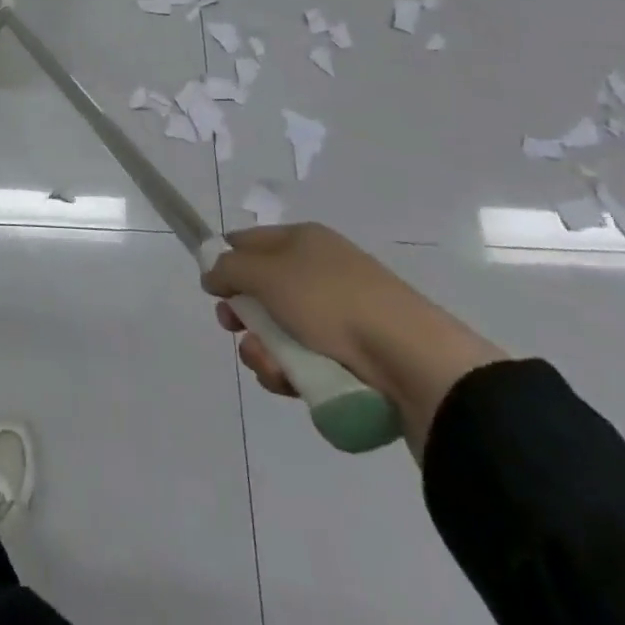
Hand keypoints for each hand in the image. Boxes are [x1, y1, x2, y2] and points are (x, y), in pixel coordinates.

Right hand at [201, 223, 504, 457]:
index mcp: (302, 240)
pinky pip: (305, 361)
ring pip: (279, 332)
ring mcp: (339, 316)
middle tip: (235, 329)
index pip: (248, 241)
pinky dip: (291, 373)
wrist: (413, 360)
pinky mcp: (354, 358)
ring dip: (264, 351)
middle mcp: (319, 271)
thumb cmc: (331, 301)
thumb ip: (228, 268)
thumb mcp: (266, 274)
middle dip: (242, 316)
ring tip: (272, 368)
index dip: (225, 262)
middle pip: (261, 291)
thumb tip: (212, 274)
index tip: (213, 291)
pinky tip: (292, 384)